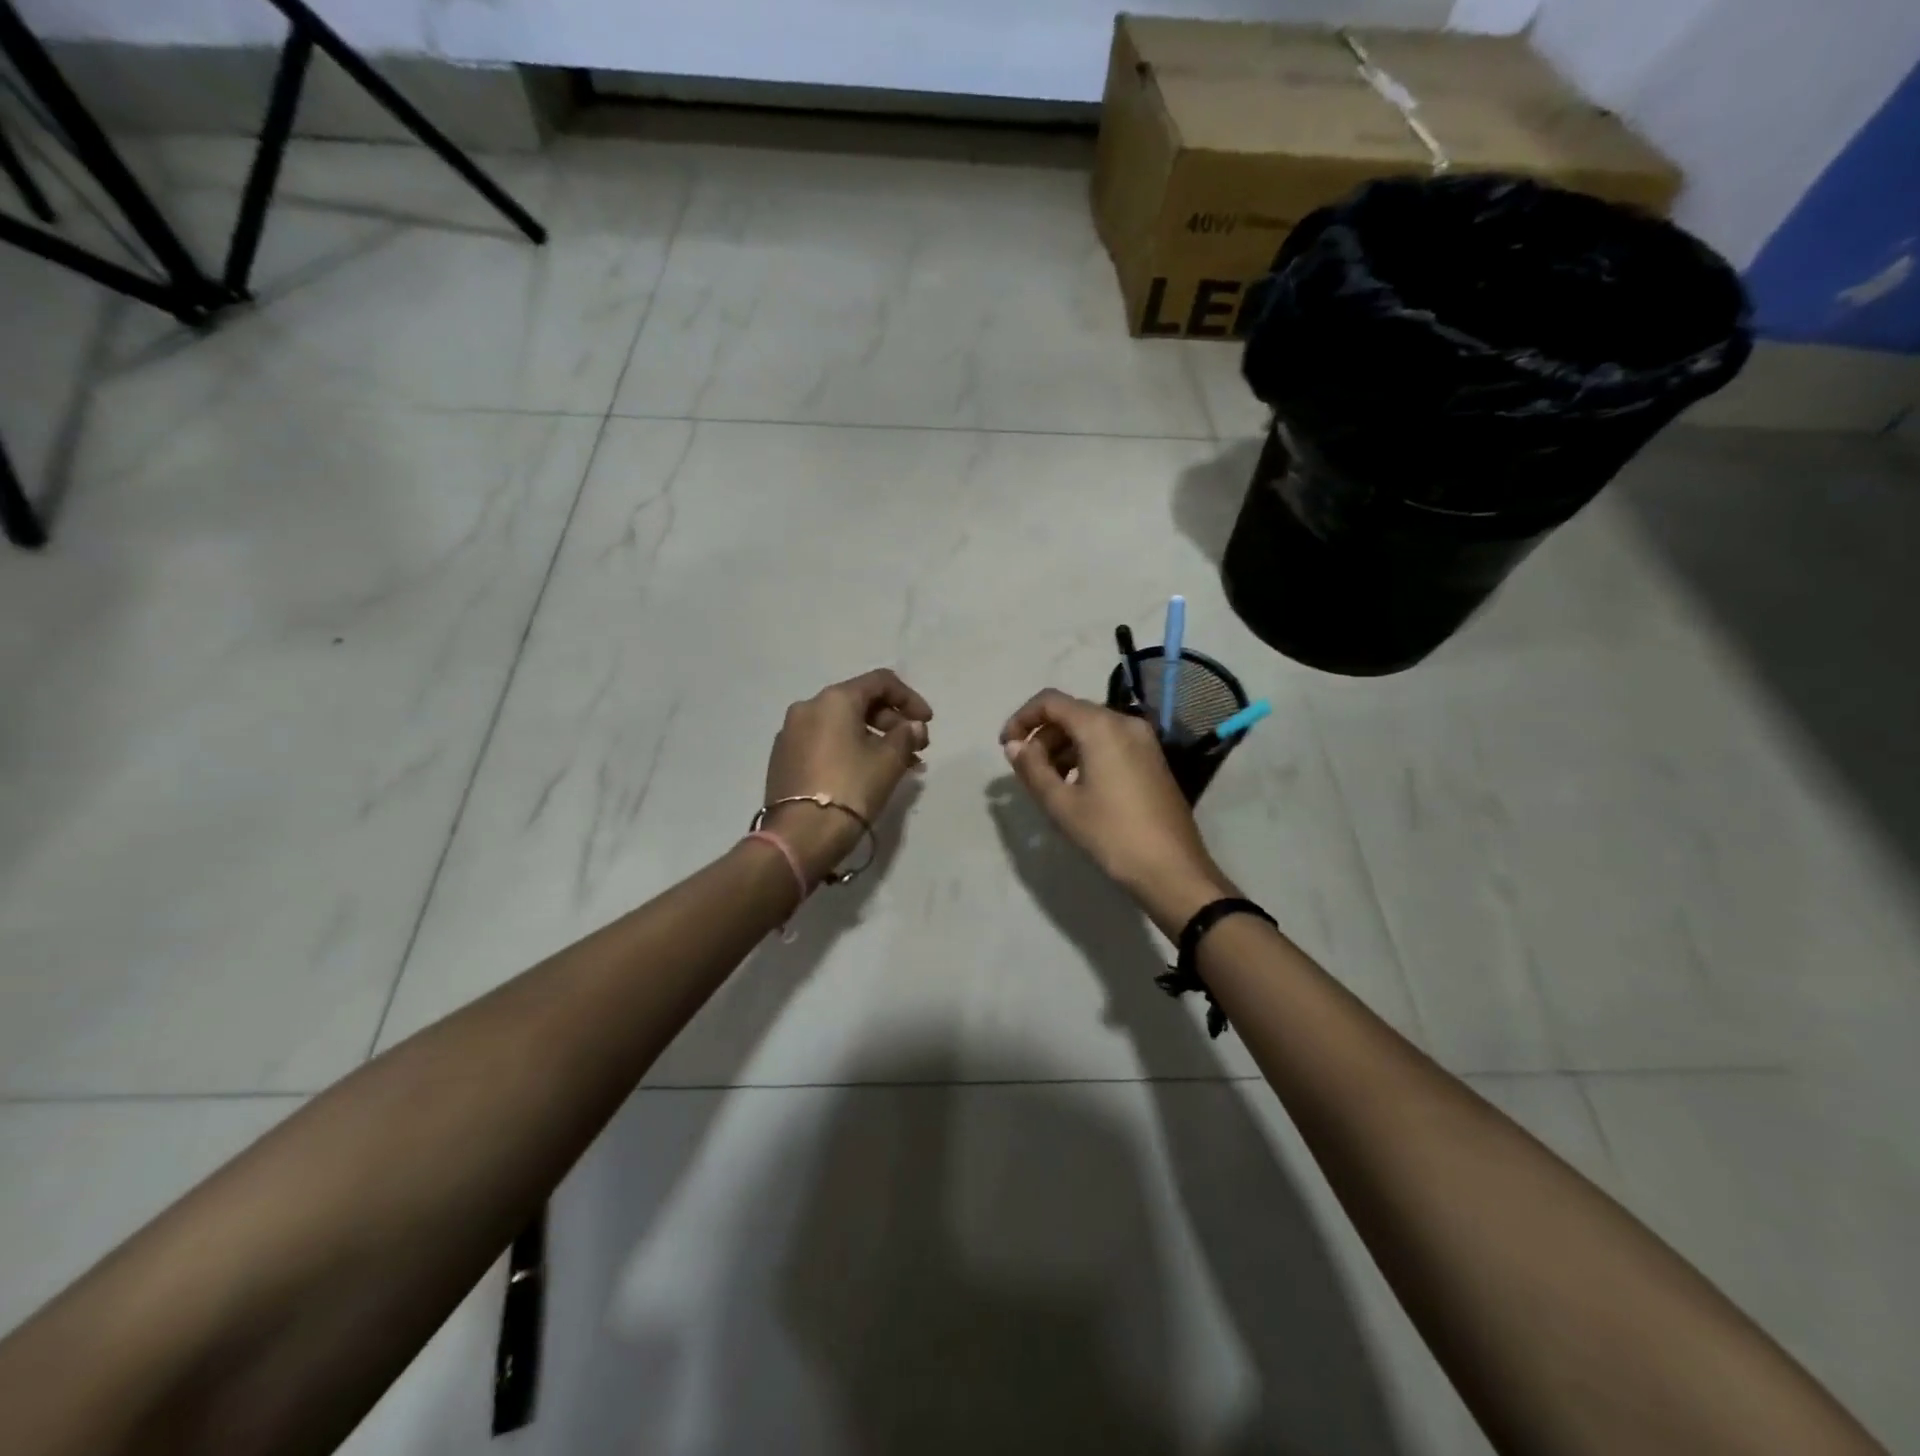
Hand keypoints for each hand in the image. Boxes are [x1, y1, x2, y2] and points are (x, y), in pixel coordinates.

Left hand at [763, 669, 932, 880]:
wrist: (800, 835)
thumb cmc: (851, 788)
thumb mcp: (889, 760)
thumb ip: (906, 735)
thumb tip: (913, 726)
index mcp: (834, 699)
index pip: (880, 682)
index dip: (909, 698)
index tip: (927, 722)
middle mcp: (807, 707)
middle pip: (858, 702)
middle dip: (892, 722)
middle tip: (915, 748)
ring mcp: (790, 733)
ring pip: (841, 725)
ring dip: (873, 738)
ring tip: (897, 765)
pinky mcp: (783, 759)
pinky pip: (824, 743)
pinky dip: (849, 749)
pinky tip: (866, 773)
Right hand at [1000, 690, 1232, 934]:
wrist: (1172, 869)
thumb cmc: (1111, 834)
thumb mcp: (1061, 804)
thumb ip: (1032, 768)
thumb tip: (1013, 745)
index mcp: (1101, 726)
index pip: (1050, 701)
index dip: (1022, 718)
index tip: (1006, 746)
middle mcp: (1125, 722)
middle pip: (1072, 712)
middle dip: (1043, 735)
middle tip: (1026, 770)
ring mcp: (1144, 740)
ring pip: (1092, 728)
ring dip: (1063, 746)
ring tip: (1049, 782)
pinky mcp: (1153, 758)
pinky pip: (1110, 742)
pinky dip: (1086, 754)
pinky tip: (1077, 786)